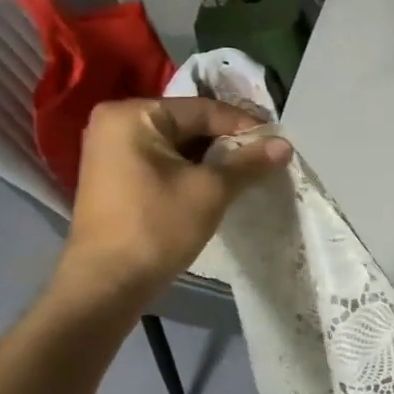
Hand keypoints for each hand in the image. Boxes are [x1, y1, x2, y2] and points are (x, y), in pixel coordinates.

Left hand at [54, 97, 290, 304]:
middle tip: (266, 158)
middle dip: (228, 142)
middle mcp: (116, 122)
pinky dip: (191, 169)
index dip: (245, 126)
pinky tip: (217, 184)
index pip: (203, 110)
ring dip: (212, 158)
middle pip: (189, 124)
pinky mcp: (115, 176)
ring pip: (178, 145)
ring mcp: (111, 150)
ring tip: (248, 172)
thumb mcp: (211, 190)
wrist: (108, 283)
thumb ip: (249, 162)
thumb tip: (285, 144)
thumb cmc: (158, 227)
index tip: (278, 143)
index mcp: (134, 115)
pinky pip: (163, 161)